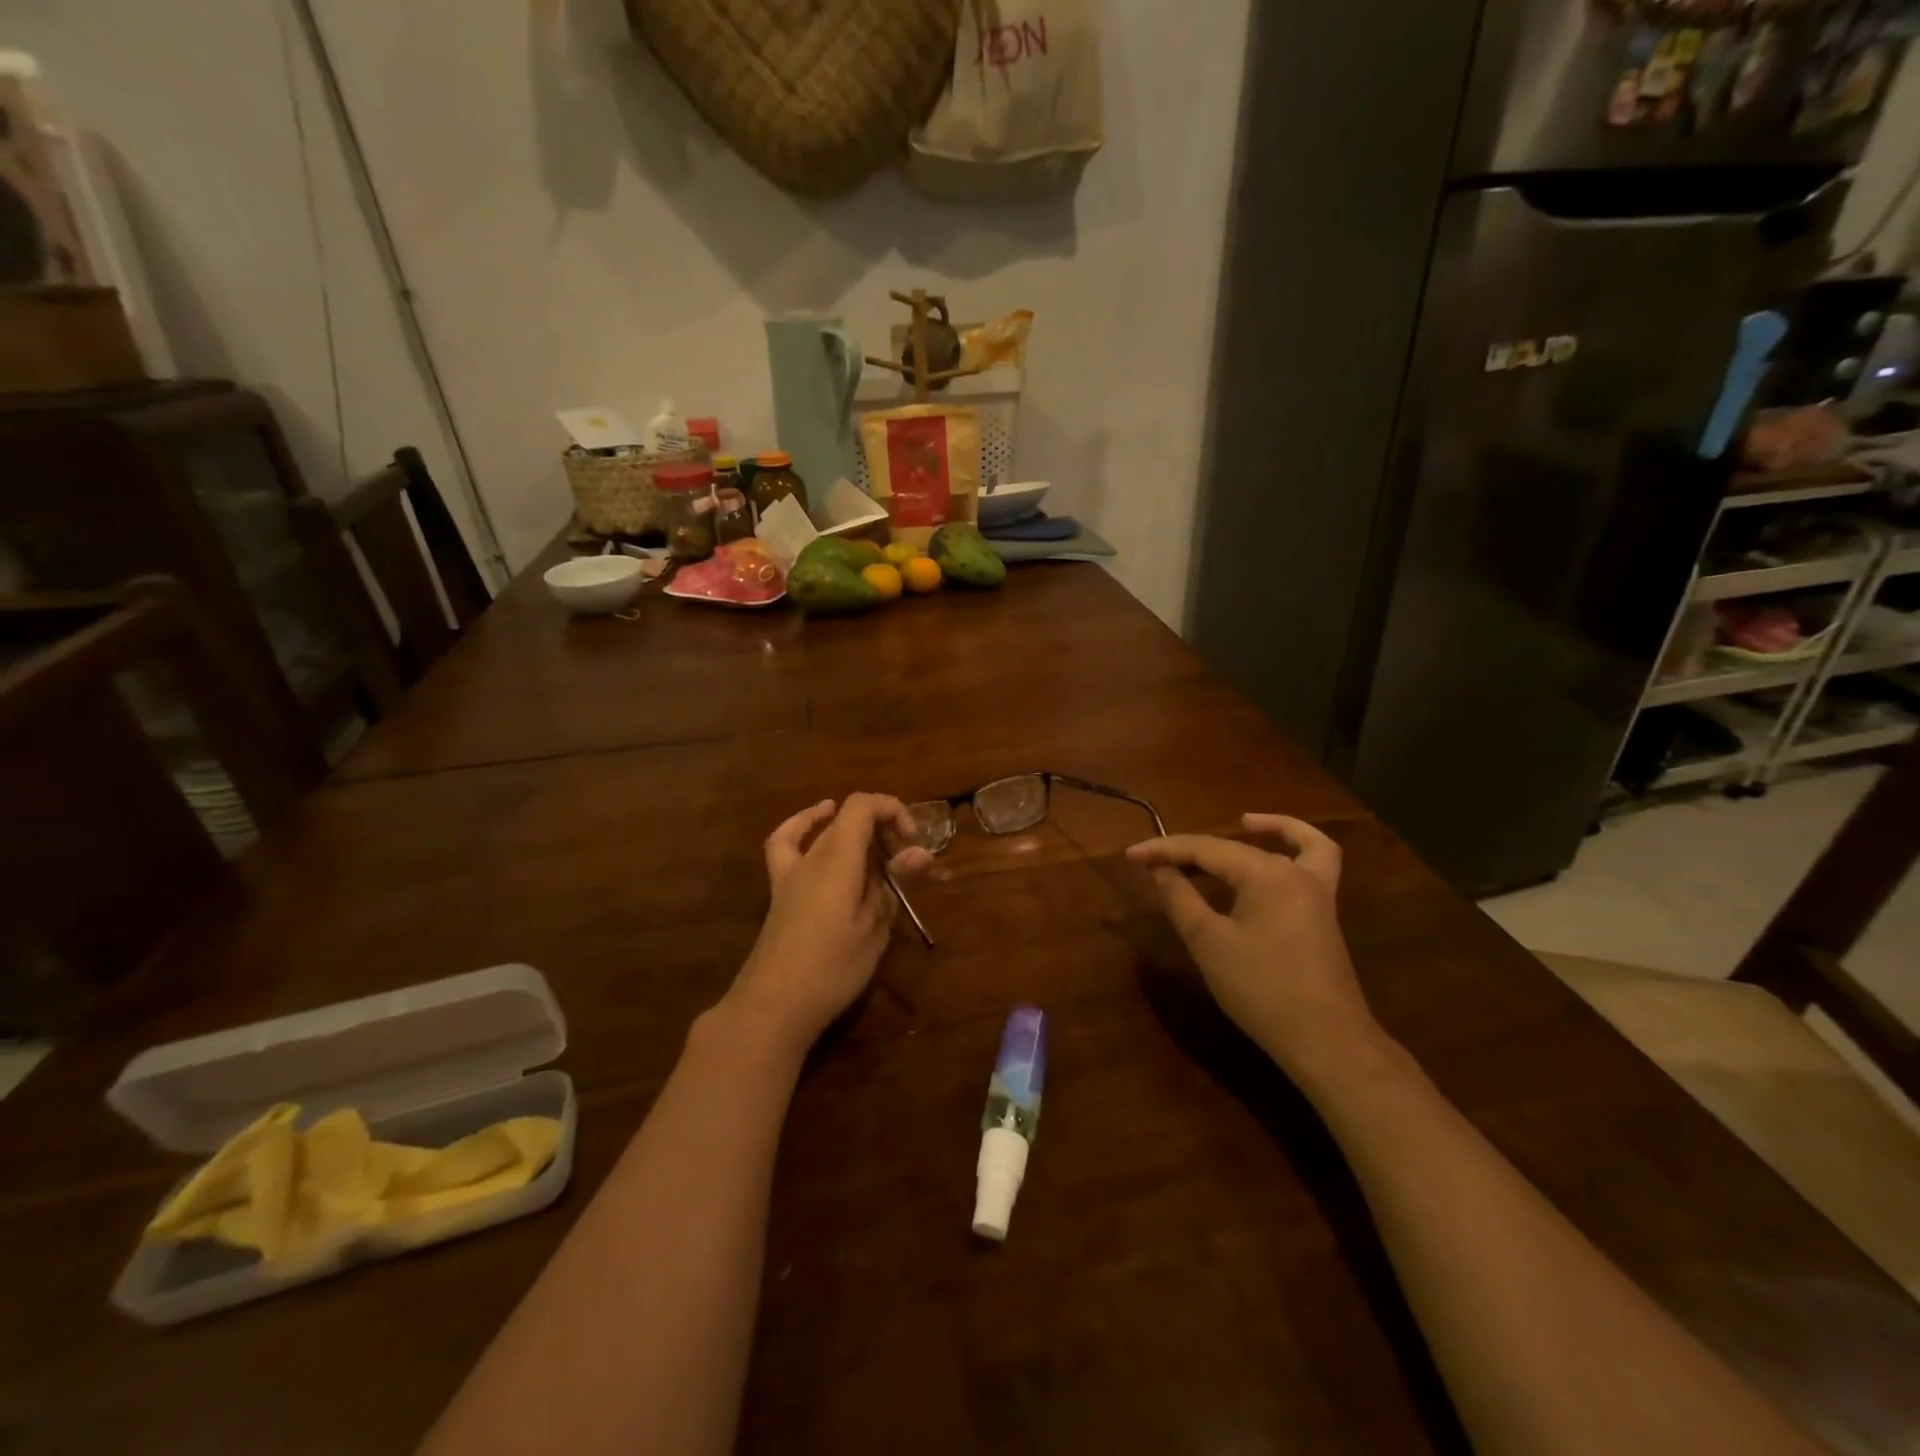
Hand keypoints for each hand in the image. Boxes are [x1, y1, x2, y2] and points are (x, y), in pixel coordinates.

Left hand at [723, 794, 932, 1054]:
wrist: (774, 1005)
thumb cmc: (832, 968)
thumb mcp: (874, 928)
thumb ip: (895, 884)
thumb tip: (921, 852)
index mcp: (838, 859)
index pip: (863, 805)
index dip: (892, 809)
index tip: (912, 843)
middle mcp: (812, 855)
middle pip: (846, 816)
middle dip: (882, 826)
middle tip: (905, 861)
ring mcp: (790, 872)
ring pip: (823, 830)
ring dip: (852, 828)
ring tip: (874, 840)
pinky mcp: (780, 891)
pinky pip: (785, 844)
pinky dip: (802, 827)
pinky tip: (816, 828)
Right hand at [1126, 814, 1382, 1077]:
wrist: (1326, 1042)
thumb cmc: (1262, 989)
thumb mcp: (1209, 943)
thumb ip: (1181, 899)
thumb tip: (1160, 870)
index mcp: (1266, 873)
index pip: (1205, 849)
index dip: (1164, 850)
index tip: (1130, 855)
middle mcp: (1295, 871)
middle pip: (1236, 847)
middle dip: (1192, 851)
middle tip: (1154, 862)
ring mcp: (1316, 891)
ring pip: (1284, 847)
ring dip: (1255, 835)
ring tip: (1226, 832)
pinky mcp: (1322, 913)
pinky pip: (1314, 862)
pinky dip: (1296, 846)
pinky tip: (1275, 853)